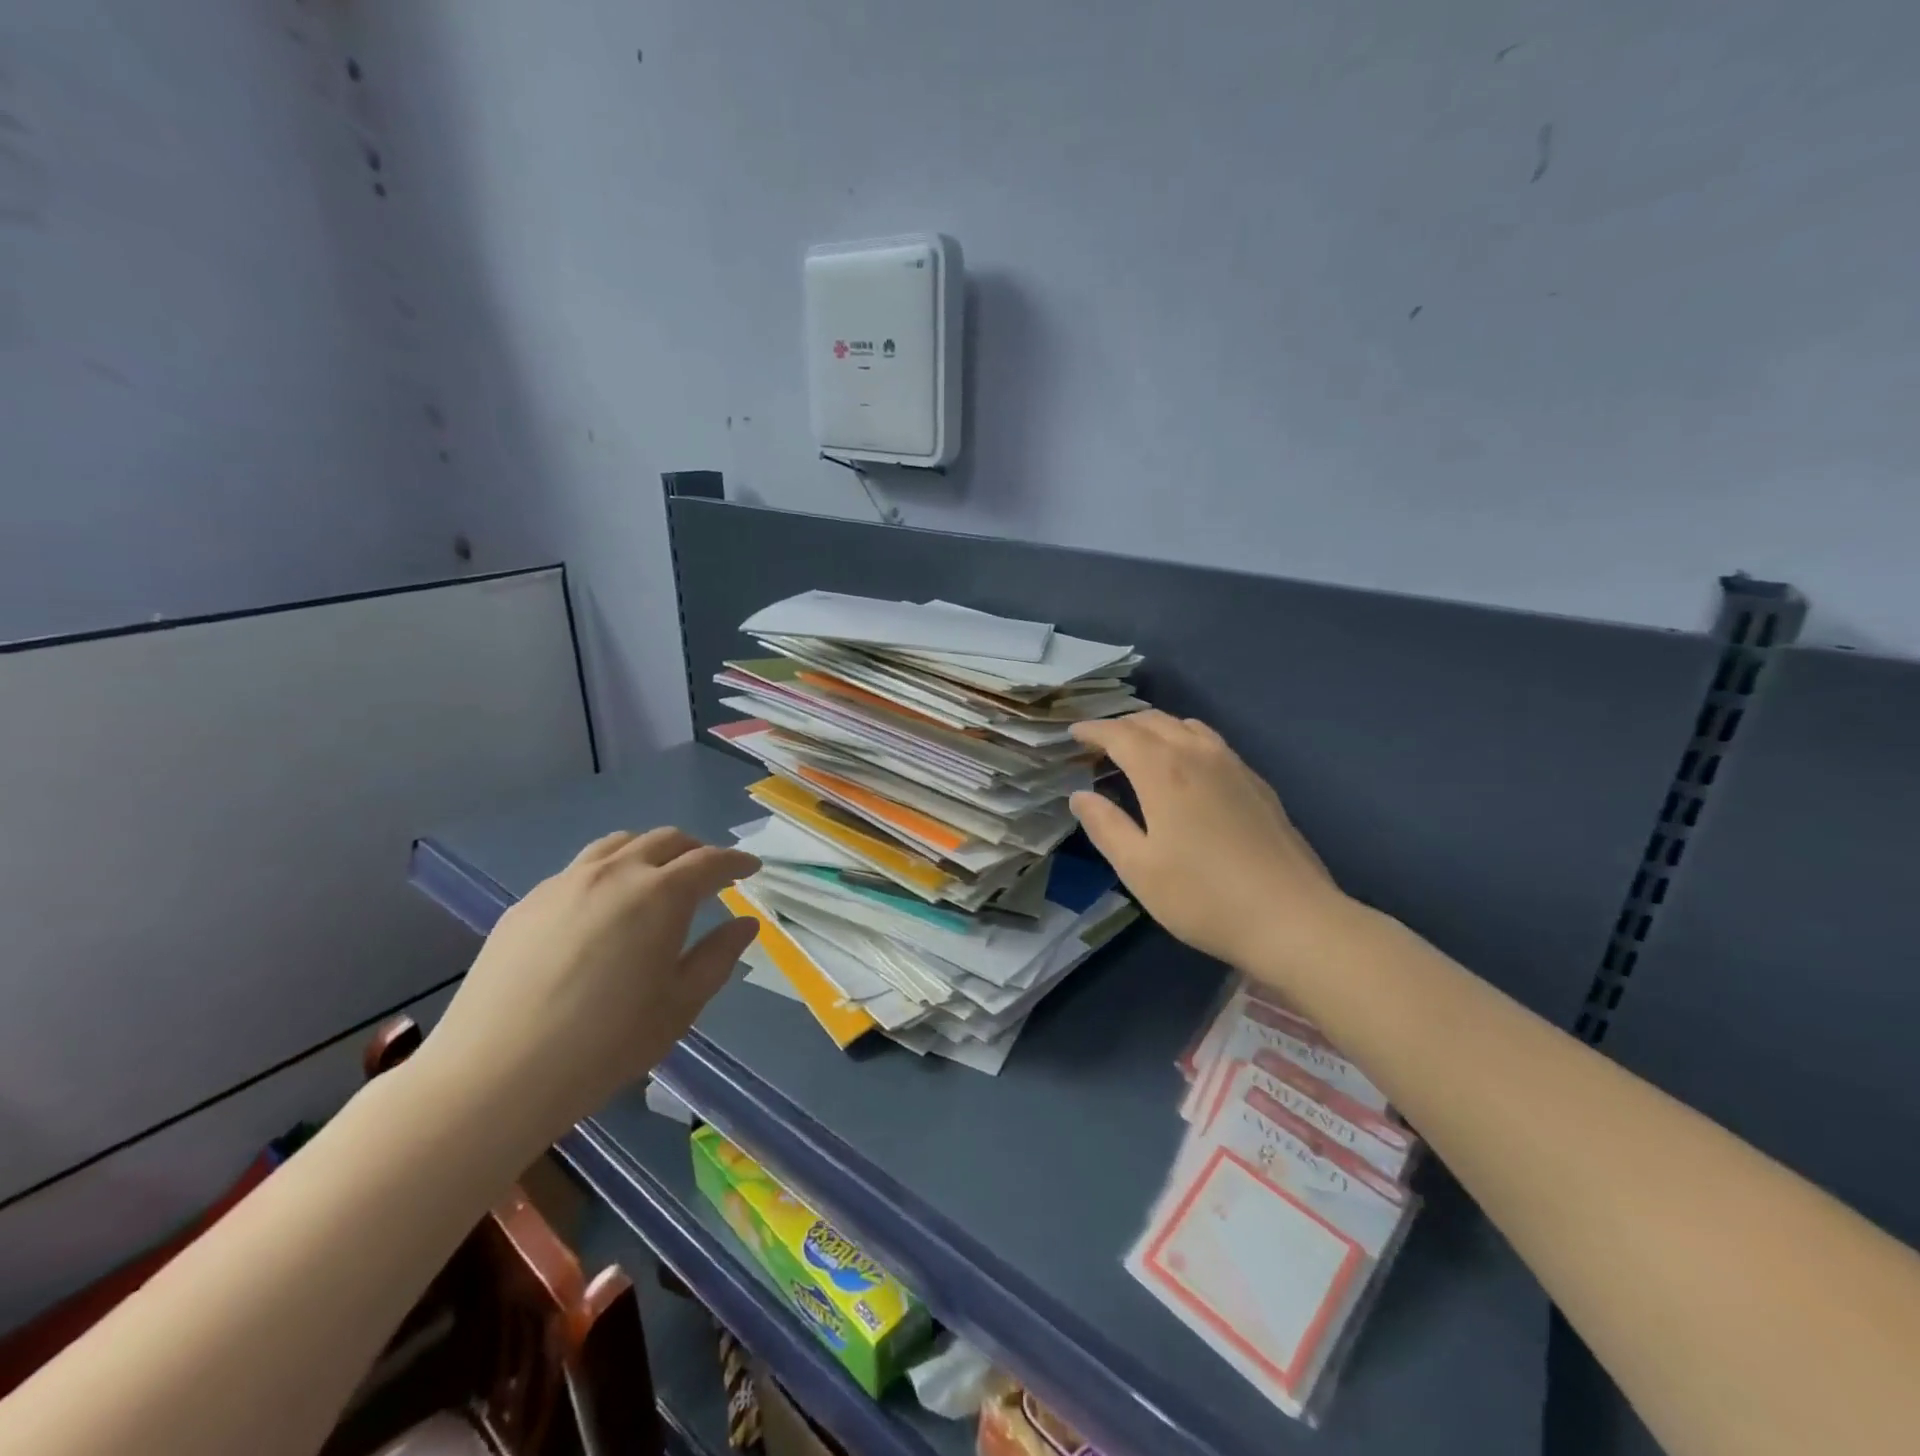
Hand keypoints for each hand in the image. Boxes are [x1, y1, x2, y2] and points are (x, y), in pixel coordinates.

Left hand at [417, 828, 760, 1145]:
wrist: (494, 1075)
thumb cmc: (606, 1044)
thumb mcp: (680, 1005)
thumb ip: (719, 956)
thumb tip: (745, 923)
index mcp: (661, 895)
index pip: (709, 861)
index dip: (735, 862)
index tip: (751, 868)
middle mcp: (615, 873)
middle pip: (664, 840)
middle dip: (695, 851)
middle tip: (709, 874)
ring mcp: (564, 883)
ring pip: (618, 845)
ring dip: (649, 852)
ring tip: (657, 878)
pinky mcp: (527, 904)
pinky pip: (579, 870)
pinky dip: (608, 872)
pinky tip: (602, 909)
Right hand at [1069, 712, 1351, 981]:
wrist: (1292, 918)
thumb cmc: (1203, 897)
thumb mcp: (1138, 869)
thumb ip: (1105, 826)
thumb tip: (1080, 796)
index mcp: (1163, 770)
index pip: (1119, 733)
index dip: (1093, 730)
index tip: (1073, 734)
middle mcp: (1198, 754)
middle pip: (1153, 720)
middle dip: (1121, 725)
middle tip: (1099, 744)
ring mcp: (1234, 766)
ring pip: (1186, 726)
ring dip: (1155, 729)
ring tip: (1138, 750)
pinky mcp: (1257, 783)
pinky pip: (1211, 743)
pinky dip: (1185, 741)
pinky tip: (1185, 771)